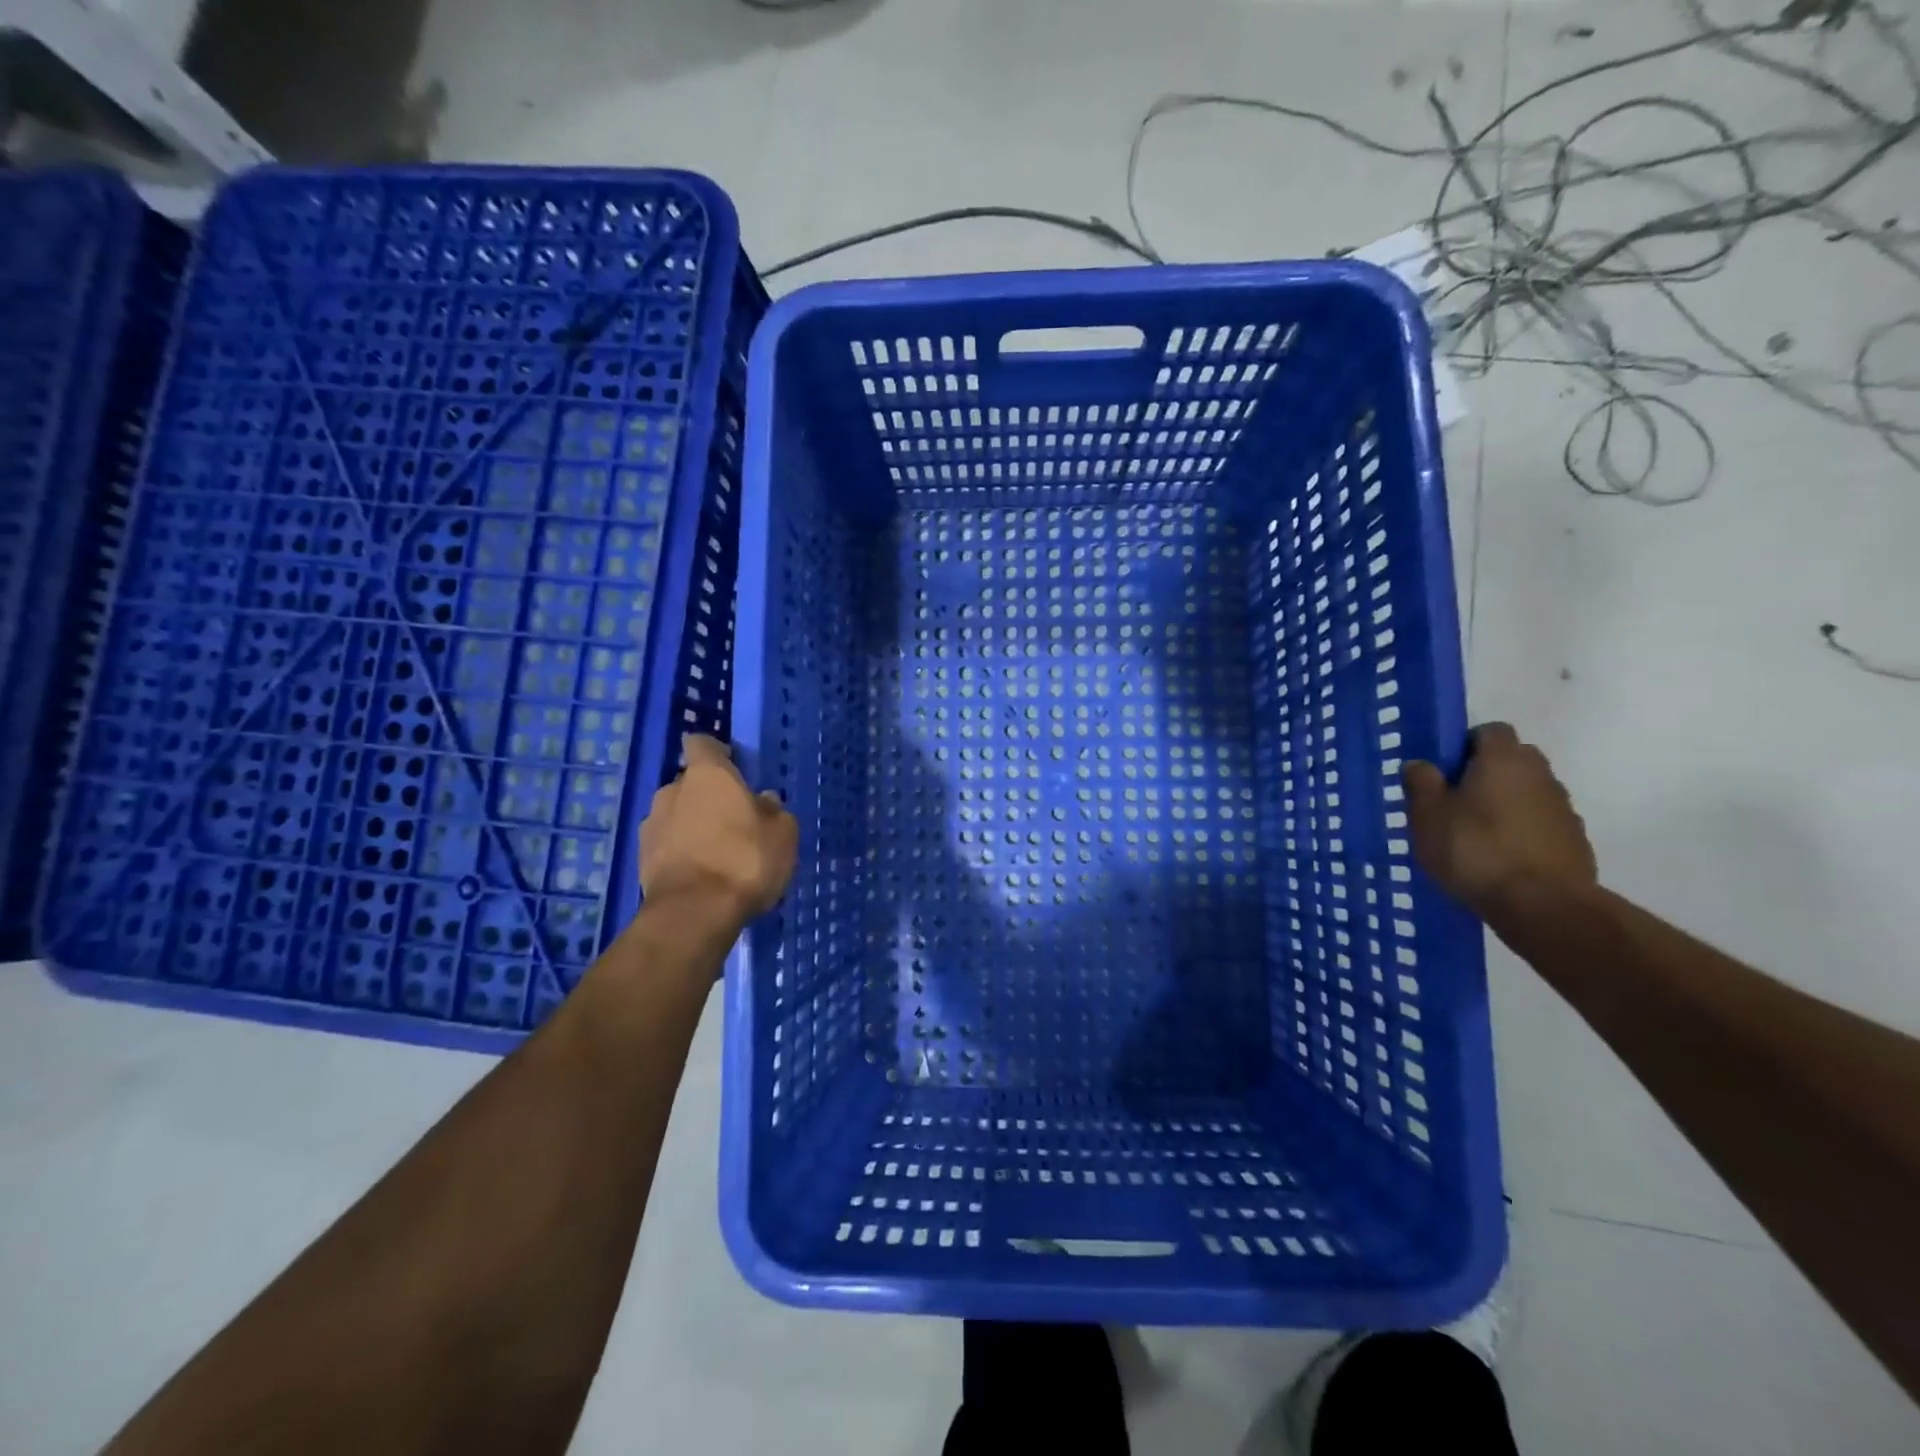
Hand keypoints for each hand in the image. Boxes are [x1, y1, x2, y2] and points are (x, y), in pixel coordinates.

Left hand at [639, 735, 797, 928]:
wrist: (692, 915)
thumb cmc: (744, 860)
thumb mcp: (782, 834)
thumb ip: (773, 811)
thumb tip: (763, 801)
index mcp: (708, 775)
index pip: (702, 744)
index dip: (717, 752)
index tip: (734, 765)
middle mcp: (672, 791)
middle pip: (690, 783)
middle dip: (709, 796)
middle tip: (735, 819)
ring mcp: (651, 825)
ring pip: (677, 815)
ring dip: (694, 826)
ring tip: (718, 852)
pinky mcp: (641, 859)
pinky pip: (667, 845)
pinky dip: (682, 852)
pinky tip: (703, 874)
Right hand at [1402, 722, 1596, 917]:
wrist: (1543, 905)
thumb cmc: (1474, 849)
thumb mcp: (1427, 815)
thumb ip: (1421, 783)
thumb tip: (1420, 764)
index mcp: (1504, 759)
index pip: (1490, 730)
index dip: (1465, 744)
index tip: (1444, 770)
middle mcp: (1540, 775)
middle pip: (1513, 760)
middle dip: (1486, 774)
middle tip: (1455, 801)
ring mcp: (1563, 809)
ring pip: (1527, 793)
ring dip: (1505, 805)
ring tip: (1474, 836)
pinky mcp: (1574, 842)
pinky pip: (1540, 824)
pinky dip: (1521, 833)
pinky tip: (1499, 859)